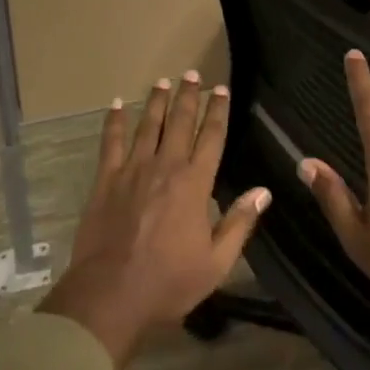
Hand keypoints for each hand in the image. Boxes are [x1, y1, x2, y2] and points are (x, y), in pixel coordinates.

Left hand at [38, 73, 270, 369]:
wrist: (110, 295)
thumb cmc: (168, 282)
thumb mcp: (216, 262)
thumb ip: (240, 223)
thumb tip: (263, 190)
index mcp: (194, 184)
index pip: (211, 137)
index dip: (218, 111)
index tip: (221, 90)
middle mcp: (166, 167)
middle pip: (179, 122)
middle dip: (188, 96)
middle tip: (191, 73)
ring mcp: (133, 170)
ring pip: (147, 125)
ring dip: (156, 101)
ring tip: (162, 81)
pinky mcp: (106, 180)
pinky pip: (111, 142)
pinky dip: (114, 122)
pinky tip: (116, 104)